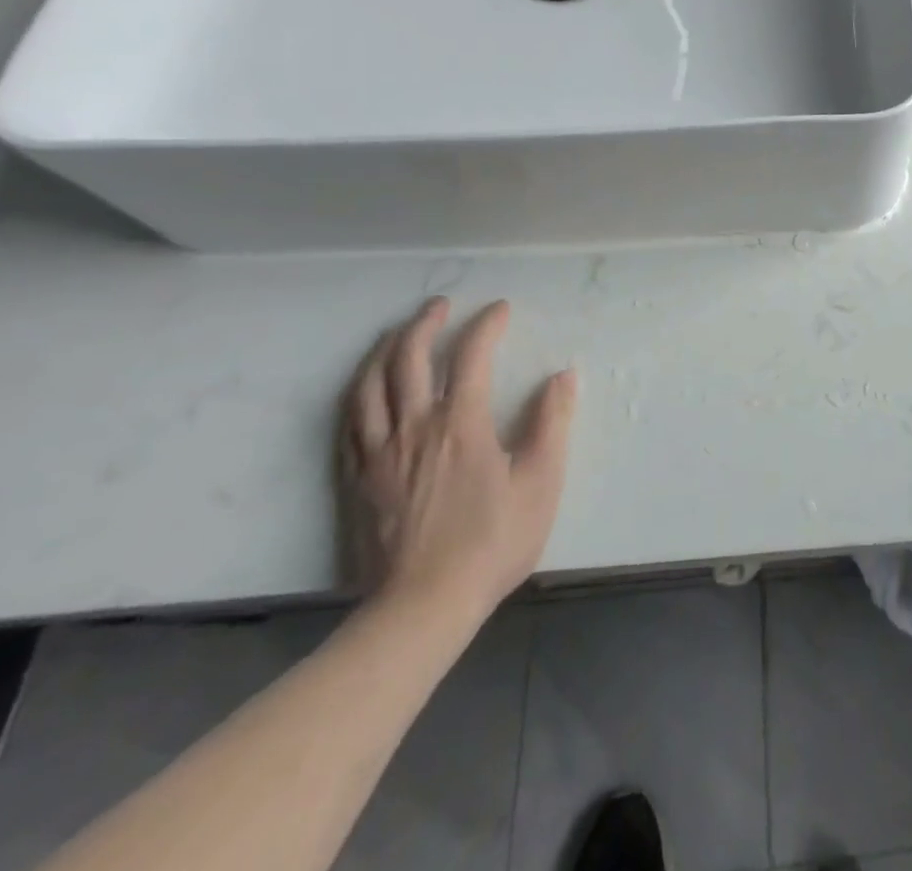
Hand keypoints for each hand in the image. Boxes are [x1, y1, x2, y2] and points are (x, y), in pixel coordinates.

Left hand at [341, 298, 577, 623]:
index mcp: (461, 422)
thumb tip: (562, 376)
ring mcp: (379, 453)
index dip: (486, 325)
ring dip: (385, 349)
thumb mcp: (540, 482)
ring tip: (398, 333)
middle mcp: (414, 426)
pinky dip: (358, 393)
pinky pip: (349, 423)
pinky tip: (365, 389)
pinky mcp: (357, 480)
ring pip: (370, 385)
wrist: (422, 607)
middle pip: (408, 358)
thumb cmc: (492, 541)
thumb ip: (551, 423)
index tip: (500, 309)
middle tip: (439, 305)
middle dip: (425, 323)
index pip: (471, 355)